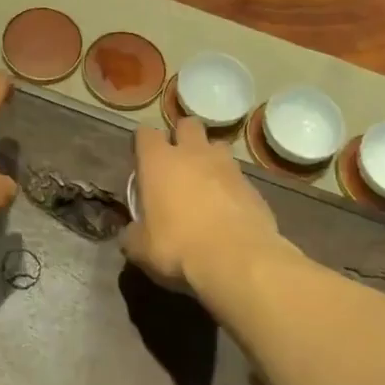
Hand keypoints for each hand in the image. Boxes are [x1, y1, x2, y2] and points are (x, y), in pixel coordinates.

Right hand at [126, 118, 287, 295]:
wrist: (237, 259)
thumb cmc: (178, 246)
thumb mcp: (141, 248)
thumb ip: (133, 234)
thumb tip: (132, 233)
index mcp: (159, 161)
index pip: (145, 133)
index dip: (143, 143)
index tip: (142, 159)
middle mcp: (192, 153)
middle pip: (187, 125)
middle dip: (182, 136)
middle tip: (177, 161)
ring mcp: (226, 166)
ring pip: (217, 145)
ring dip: (210, 157)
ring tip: (206, 181)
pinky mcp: (252, 185)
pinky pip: (238, 175)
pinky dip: (231, 185)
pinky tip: (228, 208)